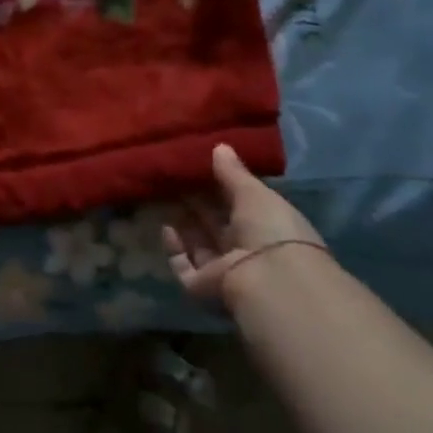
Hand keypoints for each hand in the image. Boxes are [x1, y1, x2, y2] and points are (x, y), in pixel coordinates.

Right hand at [162, 145, 328, 310]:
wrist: (269, 281)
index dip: (221, 188)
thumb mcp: (254, 193)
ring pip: (199, 244)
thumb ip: (233, 172)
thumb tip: (219, 146)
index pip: (241, 206)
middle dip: (198, 204)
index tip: (198, 168)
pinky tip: (165, 227)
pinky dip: (174, 248)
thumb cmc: (270, 230)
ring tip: (162, 196)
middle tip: (174, 178)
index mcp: (268, 228)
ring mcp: (224, 270)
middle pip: (217, 225)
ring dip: (184, 224)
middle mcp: (247, 251)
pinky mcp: (203, 286)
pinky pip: (184, 265)